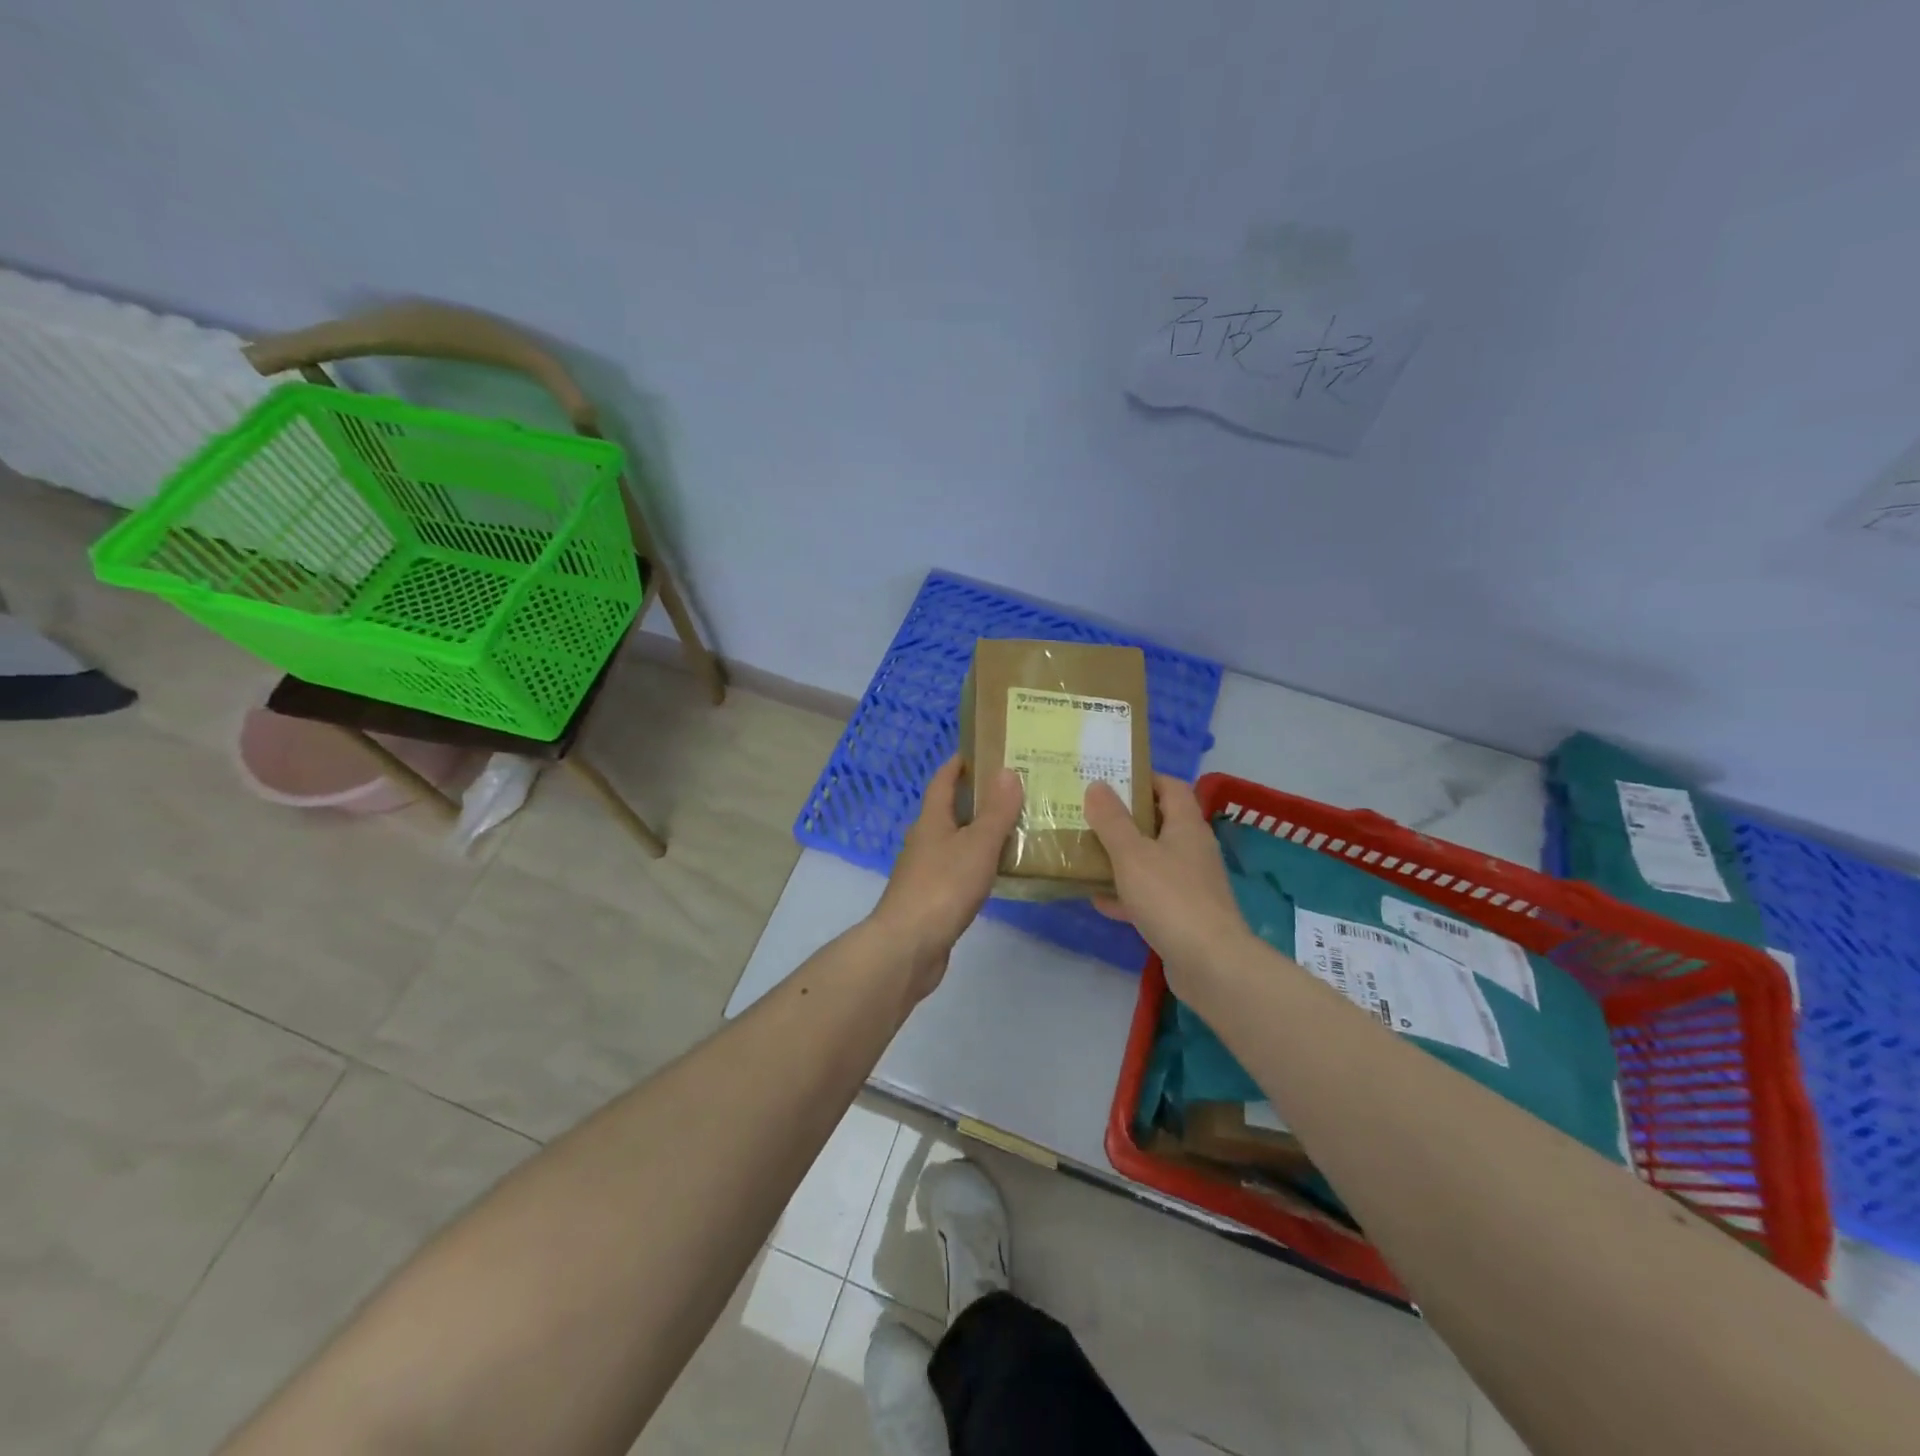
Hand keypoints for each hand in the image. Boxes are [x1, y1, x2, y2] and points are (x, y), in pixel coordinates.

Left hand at [870, 757, 1023, 995]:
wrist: (908, 946)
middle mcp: (924, 840)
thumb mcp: (977, 845)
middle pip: (949, 810)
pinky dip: (976, 863)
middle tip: (1013, 790)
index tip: (982, 751)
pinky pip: (957, 870)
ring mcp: (925, 871)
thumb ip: (996, 811)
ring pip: (955, 842)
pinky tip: (997, 871)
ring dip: (978, 832)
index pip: (942, 781)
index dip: (959, 764)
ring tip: (1014, 827)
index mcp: (931, 820)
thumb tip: (1007, 770)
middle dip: (976, 798)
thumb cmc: (943, 887)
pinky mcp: (931, 898)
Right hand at [1084, 775, 1254, 991]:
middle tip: (1090, 815)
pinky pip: (1151, 895)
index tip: (1110, 779)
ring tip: (1087, 852)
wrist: (1211, 964)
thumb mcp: (1132, 854)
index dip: (1143, 779)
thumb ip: (1112, 820)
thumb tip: (1097, 785)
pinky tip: (1099, 899)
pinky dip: (1127, 894)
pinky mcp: (1184, 915)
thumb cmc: (1171, 898)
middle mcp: (1193, 850)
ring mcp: (1191, 884)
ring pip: (1152, 861)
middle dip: (1126, 819)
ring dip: (1123, 857)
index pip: (1171, 787)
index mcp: (1187, 827)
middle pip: (1159, 823)